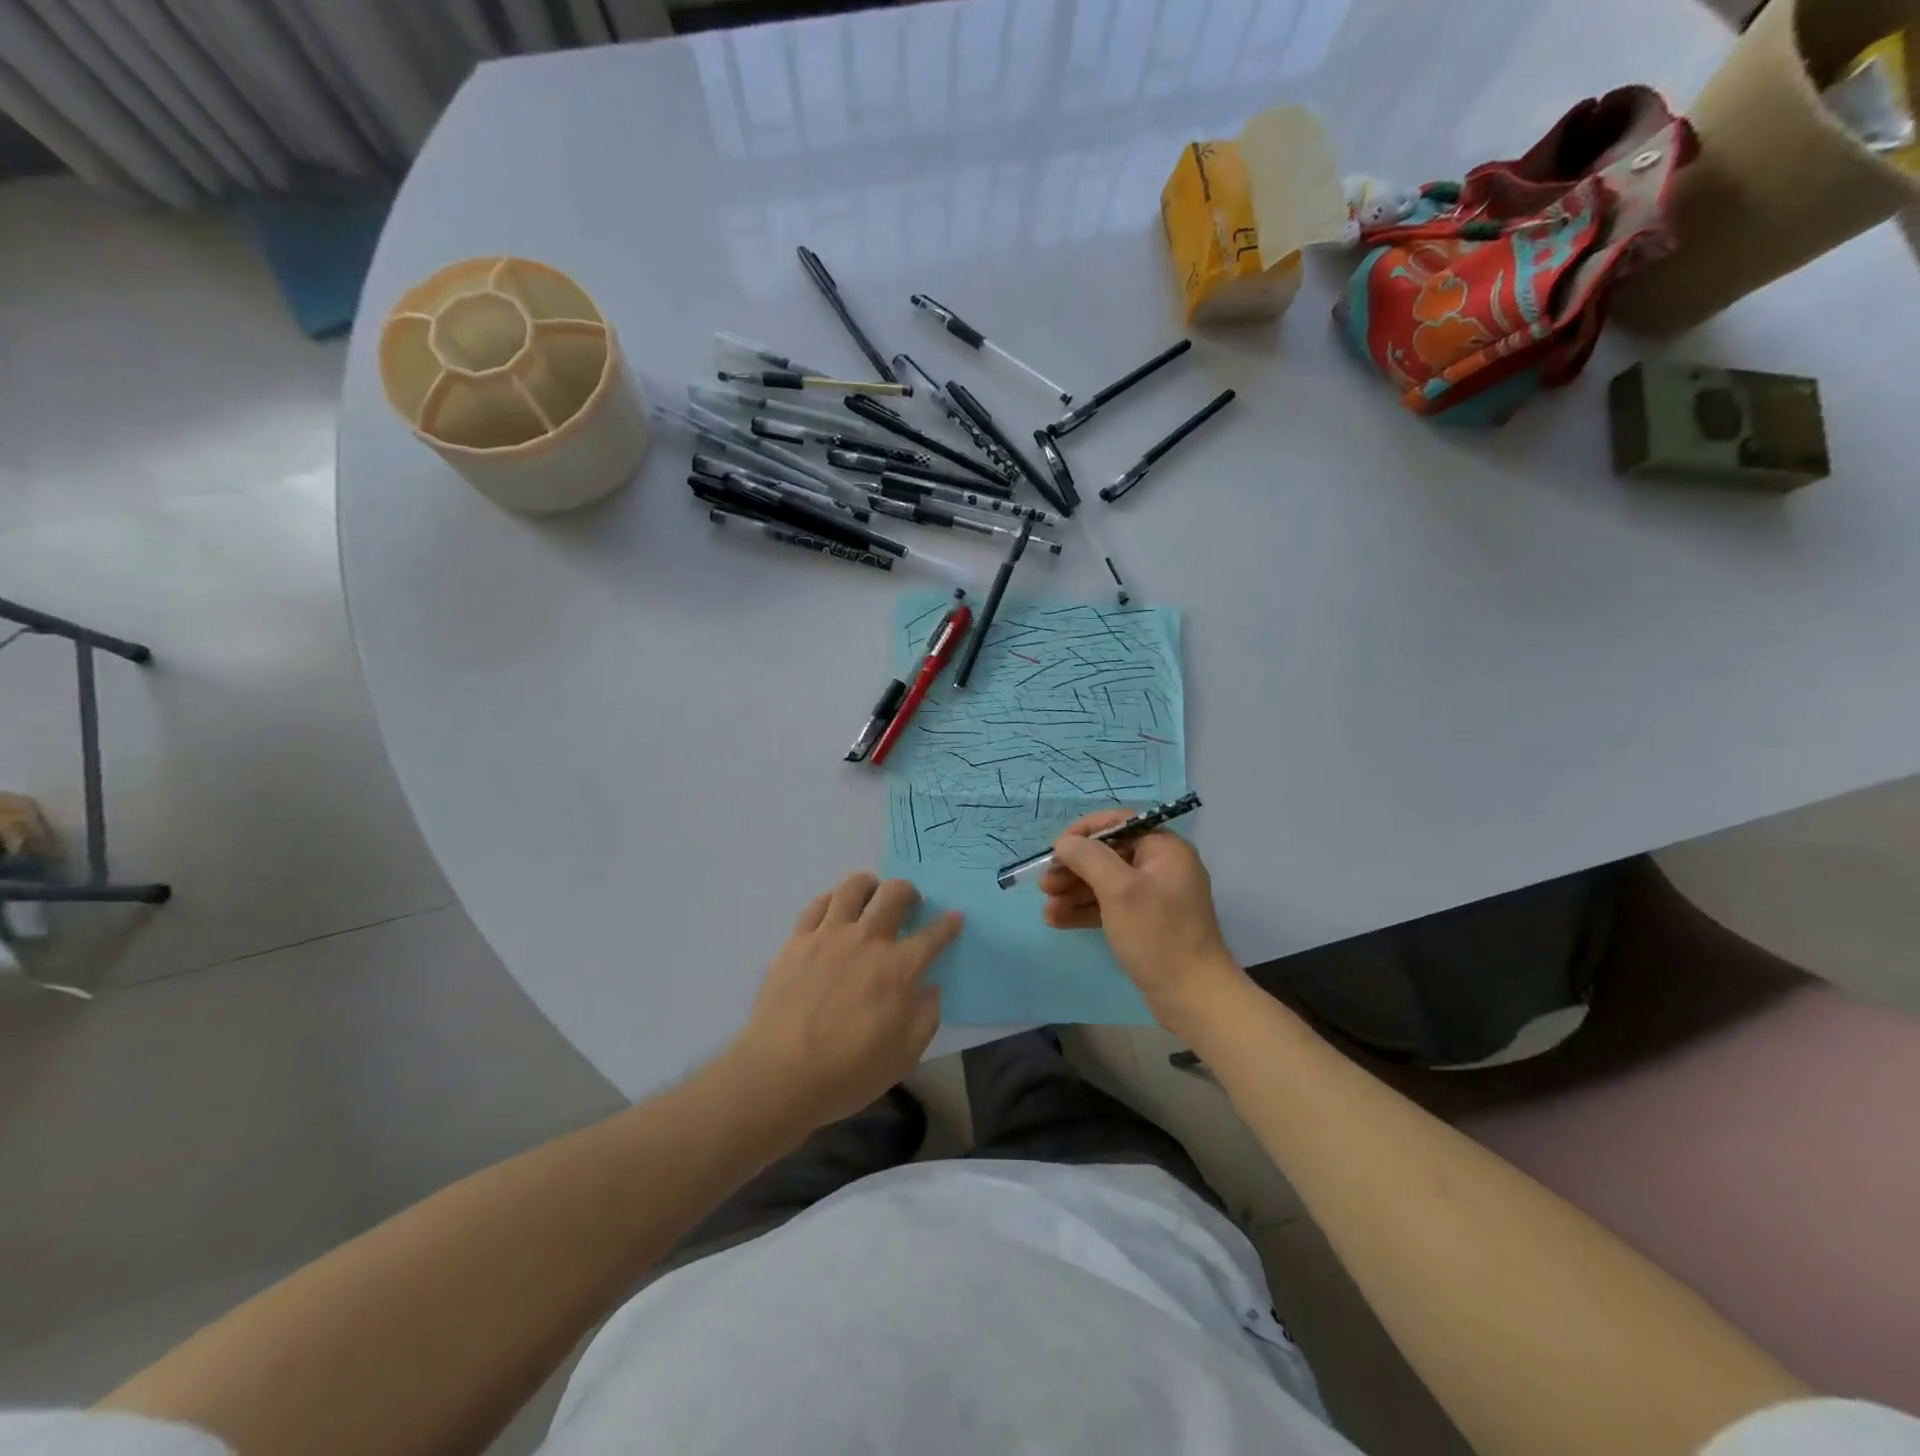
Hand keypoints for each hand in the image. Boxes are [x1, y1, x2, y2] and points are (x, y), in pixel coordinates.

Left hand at [730, 873, 960, 1129]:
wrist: (780, 1075)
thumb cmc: (848, 1072)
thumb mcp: (904, 1056)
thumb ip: (925, 1017)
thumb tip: (930, 988)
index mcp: (898, 970)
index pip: (932, 936)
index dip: (948, 924)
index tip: (955, 917)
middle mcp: (866, 941)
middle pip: (894, 895)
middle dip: (910, 892)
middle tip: (911, 904)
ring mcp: (828, 936)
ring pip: (854, 888)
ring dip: (871, 885)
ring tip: (873, 893)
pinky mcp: (797, 941)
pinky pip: (818, 904)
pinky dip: (833, 899)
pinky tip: (836, 908)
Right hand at [1041, 811, 1245, 1036]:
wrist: (1192, 997)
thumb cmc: (1157, 935)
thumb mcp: (1119, 890)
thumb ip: (1089, 858)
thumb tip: (1064, 842)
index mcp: (1164, 849)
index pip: (1119, 823)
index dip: (1084, 833)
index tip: (1056, 850)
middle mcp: (1161, 867)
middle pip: (1108, 855)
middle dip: (1074, 869)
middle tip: (1045, 885)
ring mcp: (1154, 897)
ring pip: (1105, 883)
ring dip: (1074, 893)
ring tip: (1046, 909)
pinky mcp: (1145, 923)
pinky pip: (1110, 906)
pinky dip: (1085, 911)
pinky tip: (1058, 921)